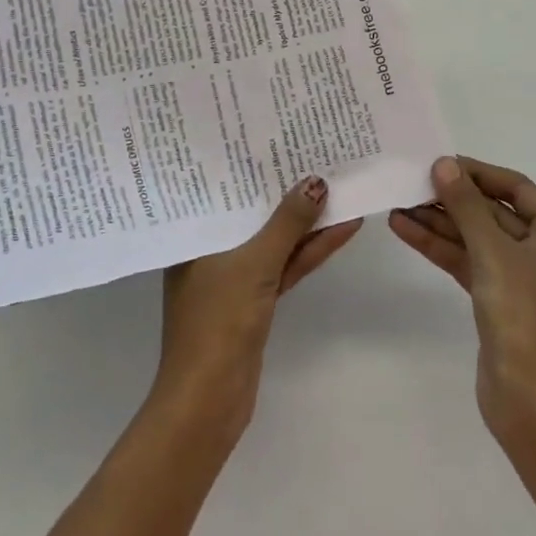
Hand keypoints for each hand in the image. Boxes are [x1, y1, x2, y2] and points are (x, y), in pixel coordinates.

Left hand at [156, 176, 361, 439]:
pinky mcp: (255, 298)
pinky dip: (308, 250)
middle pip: (253, 211)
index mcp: (194, 235)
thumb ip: (287, 223)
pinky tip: (339, 229)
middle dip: (286, 190)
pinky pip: (284, 264)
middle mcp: (210, 249)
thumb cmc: (219, 320)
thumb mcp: (255, 263)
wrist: (210, 399)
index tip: (279, 137)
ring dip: (306, 220)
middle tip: (317, 154)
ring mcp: (234, 275)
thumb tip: (316, 182)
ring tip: (341, 186)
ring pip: (274, 238)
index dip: (252, 164)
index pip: (224, 189)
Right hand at [389, 156, 535, 438]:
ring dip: (439, 222)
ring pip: (476, 238)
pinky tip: (406, 230)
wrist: (531, 400)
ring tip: (397, 204)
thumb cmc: (524, 314)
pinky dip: (441, 247)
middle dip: (451, 199)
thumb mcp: (493, 252)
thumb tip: (444, 164)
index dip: (476, 172)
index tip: (438, 161)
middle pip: (493, 212)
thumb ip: (465, 205)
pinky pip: (469, 262)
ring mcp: (523, 277)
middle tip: (410, 181)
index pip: (516, 187)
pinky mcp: (500, 300)